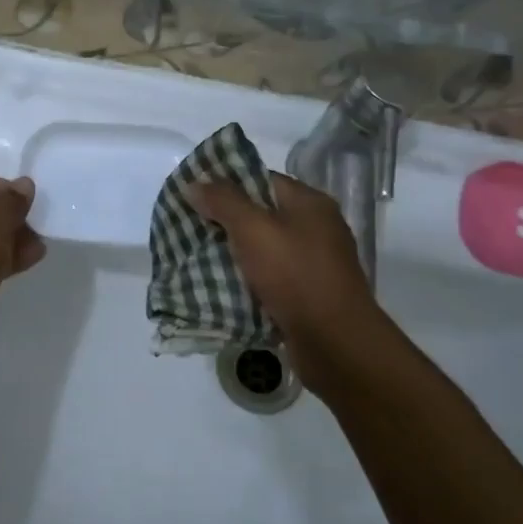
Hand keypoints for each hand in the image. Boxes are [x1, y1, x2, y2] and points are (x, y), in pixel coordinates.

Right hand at [195, 172, 382, 386]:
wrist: (335, 343)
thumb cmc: (296, 276)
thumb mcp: (254, 230)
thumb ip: (223, 202)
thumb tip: (193, 183)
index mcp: (310, 203)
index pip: (261, 180)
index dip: (226, 184)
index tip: (193, 193)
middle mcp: (316, 228)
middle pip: (261, 215)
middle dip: (224, 221)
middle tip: (187, 226)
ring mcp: (314, 264)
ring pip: (263, 250)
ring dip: (233, 254)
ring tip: (196, 255)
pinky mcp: (307, 295)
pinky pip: (269, 279)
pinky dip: (246, 281)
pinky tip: (219, 286)